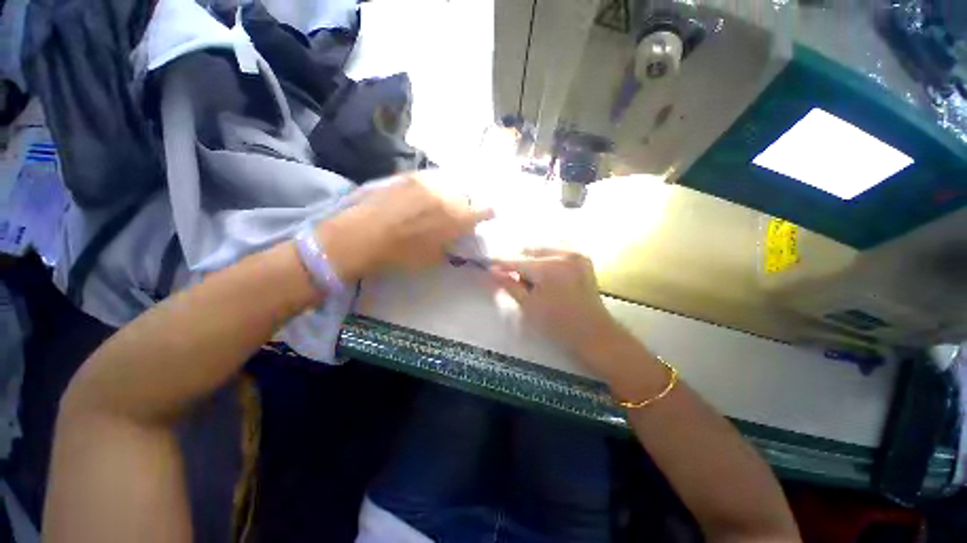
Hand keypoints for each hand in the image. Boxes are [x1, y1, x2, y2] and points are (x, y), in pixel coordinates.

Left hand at [319, 173, 492, 281]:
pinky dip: (437, 185)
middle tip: (467, 208)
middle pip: (468, 194)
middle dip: (471, 201)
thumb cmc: (400, 254)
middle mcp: (445, 196)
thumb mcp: (432, 258)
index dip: (487, 212)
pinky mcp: (410, 176)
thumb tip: (457, 239)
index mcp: (454, 219)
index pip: (481, 210)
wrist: (362, 235)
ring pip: (451, 183)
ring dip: (455, 192)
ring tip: (449, 199)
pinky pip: (432, 178)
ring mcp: (427, 183)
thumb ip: (450, 246)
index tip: (490, 213)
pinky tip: (431, 192)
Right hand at [490, 248, 622, 369]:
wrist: (593, 333)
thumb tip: (493, 271)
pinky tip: (545, 271)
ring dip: (532, 259)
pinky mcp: (583, 258)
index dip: (500, 263)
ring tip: (530, 277)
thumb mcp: (528, 306)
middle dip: (518, 263)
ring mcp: (575, 254)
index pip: (516, 261)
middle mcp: (562, 255)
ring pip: (543, 249)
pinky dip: (547, 257)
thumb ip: (510, 285)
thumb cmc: (557, 324)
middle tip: (513, 278)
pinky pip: (558, 250)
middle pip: (529, 252)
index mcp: (547, 268)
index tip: (488, 265)